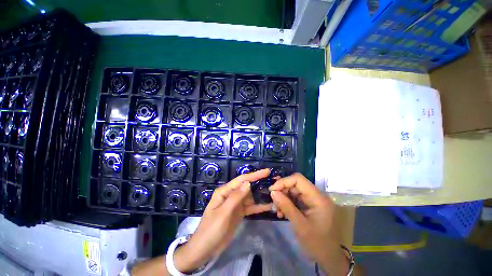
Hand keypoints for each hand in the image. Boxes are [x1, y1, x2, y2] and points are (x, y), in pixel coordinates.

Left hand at [174, 169, 272, 272]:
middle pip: (247, 186)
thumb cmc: (211, 230)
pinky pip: (250, 207)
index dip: (254, 175)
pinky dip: (259, 206)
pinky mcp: (239, 212)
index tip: (267, 171)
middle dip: (259, 183)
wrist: (205, 250)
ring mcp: (235, 204)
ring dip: (261, 194)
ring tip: (274, 192)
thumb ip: (235, 198)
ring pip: (250, 196)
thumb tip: (248, 183)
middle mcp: (231, 195)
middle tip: (274, 181)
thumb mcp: (223, 213)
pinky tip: (269, 205)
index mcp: (225, 191)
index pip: (241, 180)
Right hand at [269, 173, 348, 275]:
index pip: (298, 179)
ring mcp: (314, 200)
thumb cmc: (317, 244)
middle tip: (273, 202)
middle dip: (282, 191)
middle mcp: (316, 195)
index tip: (272, 190)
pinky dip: (288, 204)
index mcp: (318, 198)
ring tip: (276, 209)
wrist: (329, 258)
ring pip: (294, 191)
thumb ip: (286, 206)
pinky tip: (281, 212)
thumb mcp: (300, 225)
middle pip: (295, 185)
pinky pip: (296, 199)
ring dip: (284, 198)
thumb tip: (272, 192)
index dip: (284, 182)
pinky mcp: (310, 205)